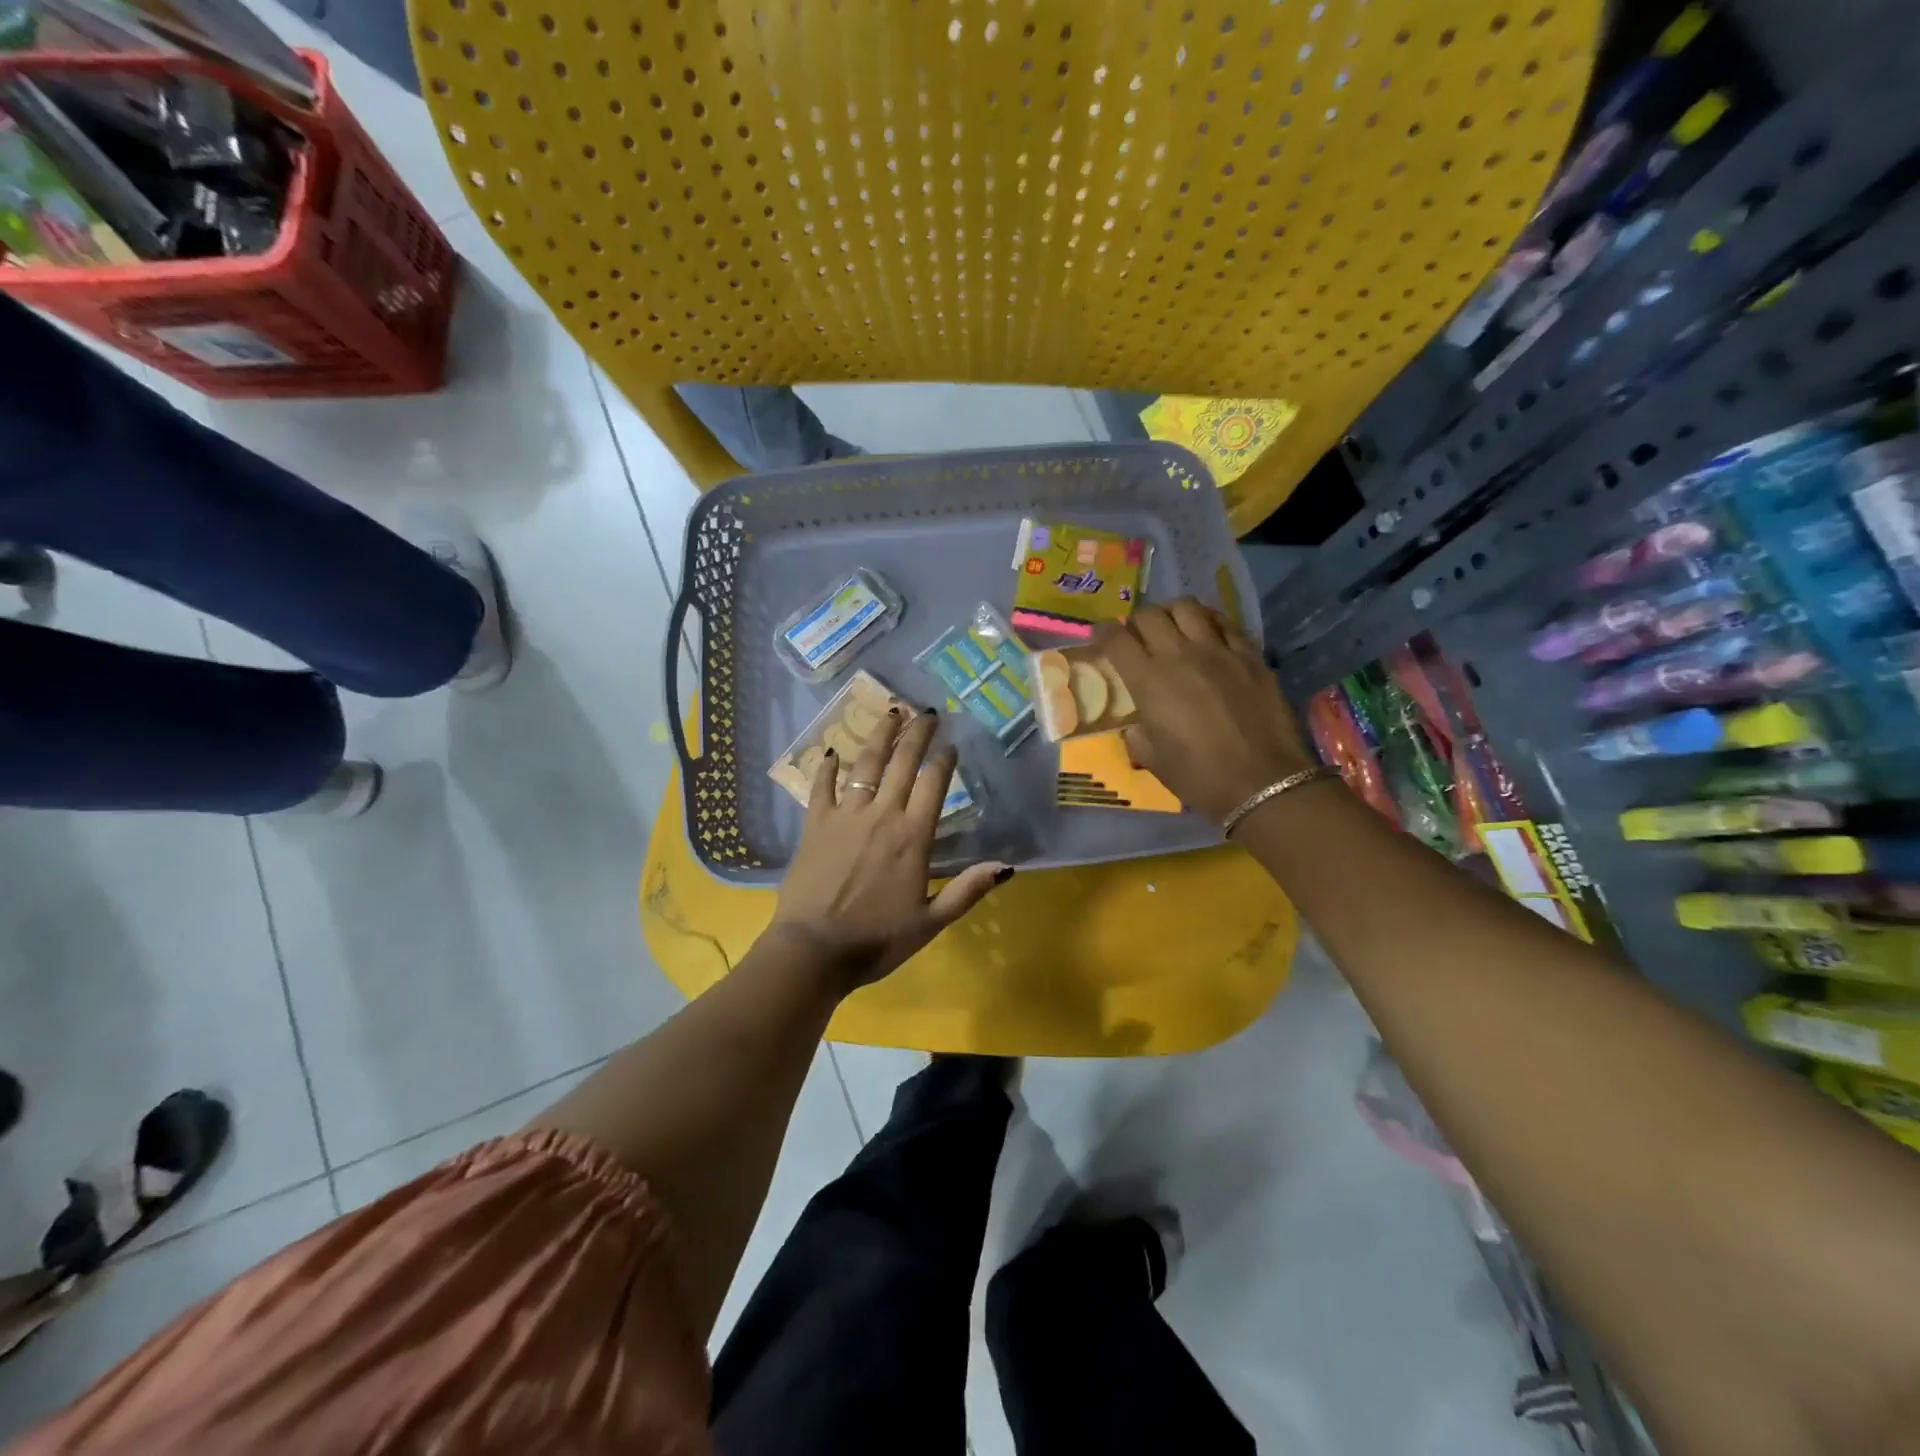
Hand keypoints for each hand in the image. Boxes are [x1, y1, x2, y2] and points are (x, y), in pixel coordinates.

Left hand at [770, 706, 1009, 991]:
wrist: (813, 950)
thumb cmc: (876, 940)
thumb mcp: (931, 922)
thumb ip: (967, 891)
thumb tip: (1006, 866)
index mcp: (913, 837)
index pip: (933, 784)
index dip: (944, 759)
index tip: (951, 743)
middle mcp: (882, 816)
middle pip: (902, 763)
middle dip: (917, 734)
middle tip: (927, 712)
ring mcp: (846, 816)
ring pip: (866, 765)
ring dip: (880, 736)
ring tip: (891, 712)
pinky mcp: (815, 824)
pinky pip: (822, 786)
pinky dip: (827, 767)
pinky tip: (831, 752)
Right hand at [1102, 599, 1316, 824]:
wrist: (1262, 783)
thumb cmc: (1199, 777)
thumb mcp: (1152, 759)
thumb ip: (1138, 733)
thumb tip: (1138, 724)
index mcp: (1148, 681)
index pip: (1116, 638)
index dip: (1102, 632)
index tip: (1100, 636)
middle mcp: (1179, 655)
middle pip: (1149, 615)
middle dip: (1136, 622)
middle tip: (1138, 637)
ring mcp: (1218, 651)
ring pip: (1187, 607)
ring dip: (1172, 613)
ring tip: (1173, 628)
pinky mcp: (1249, 655)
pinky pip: (1224, 623)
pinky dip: (1208, 622)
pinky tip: (1208, 635)